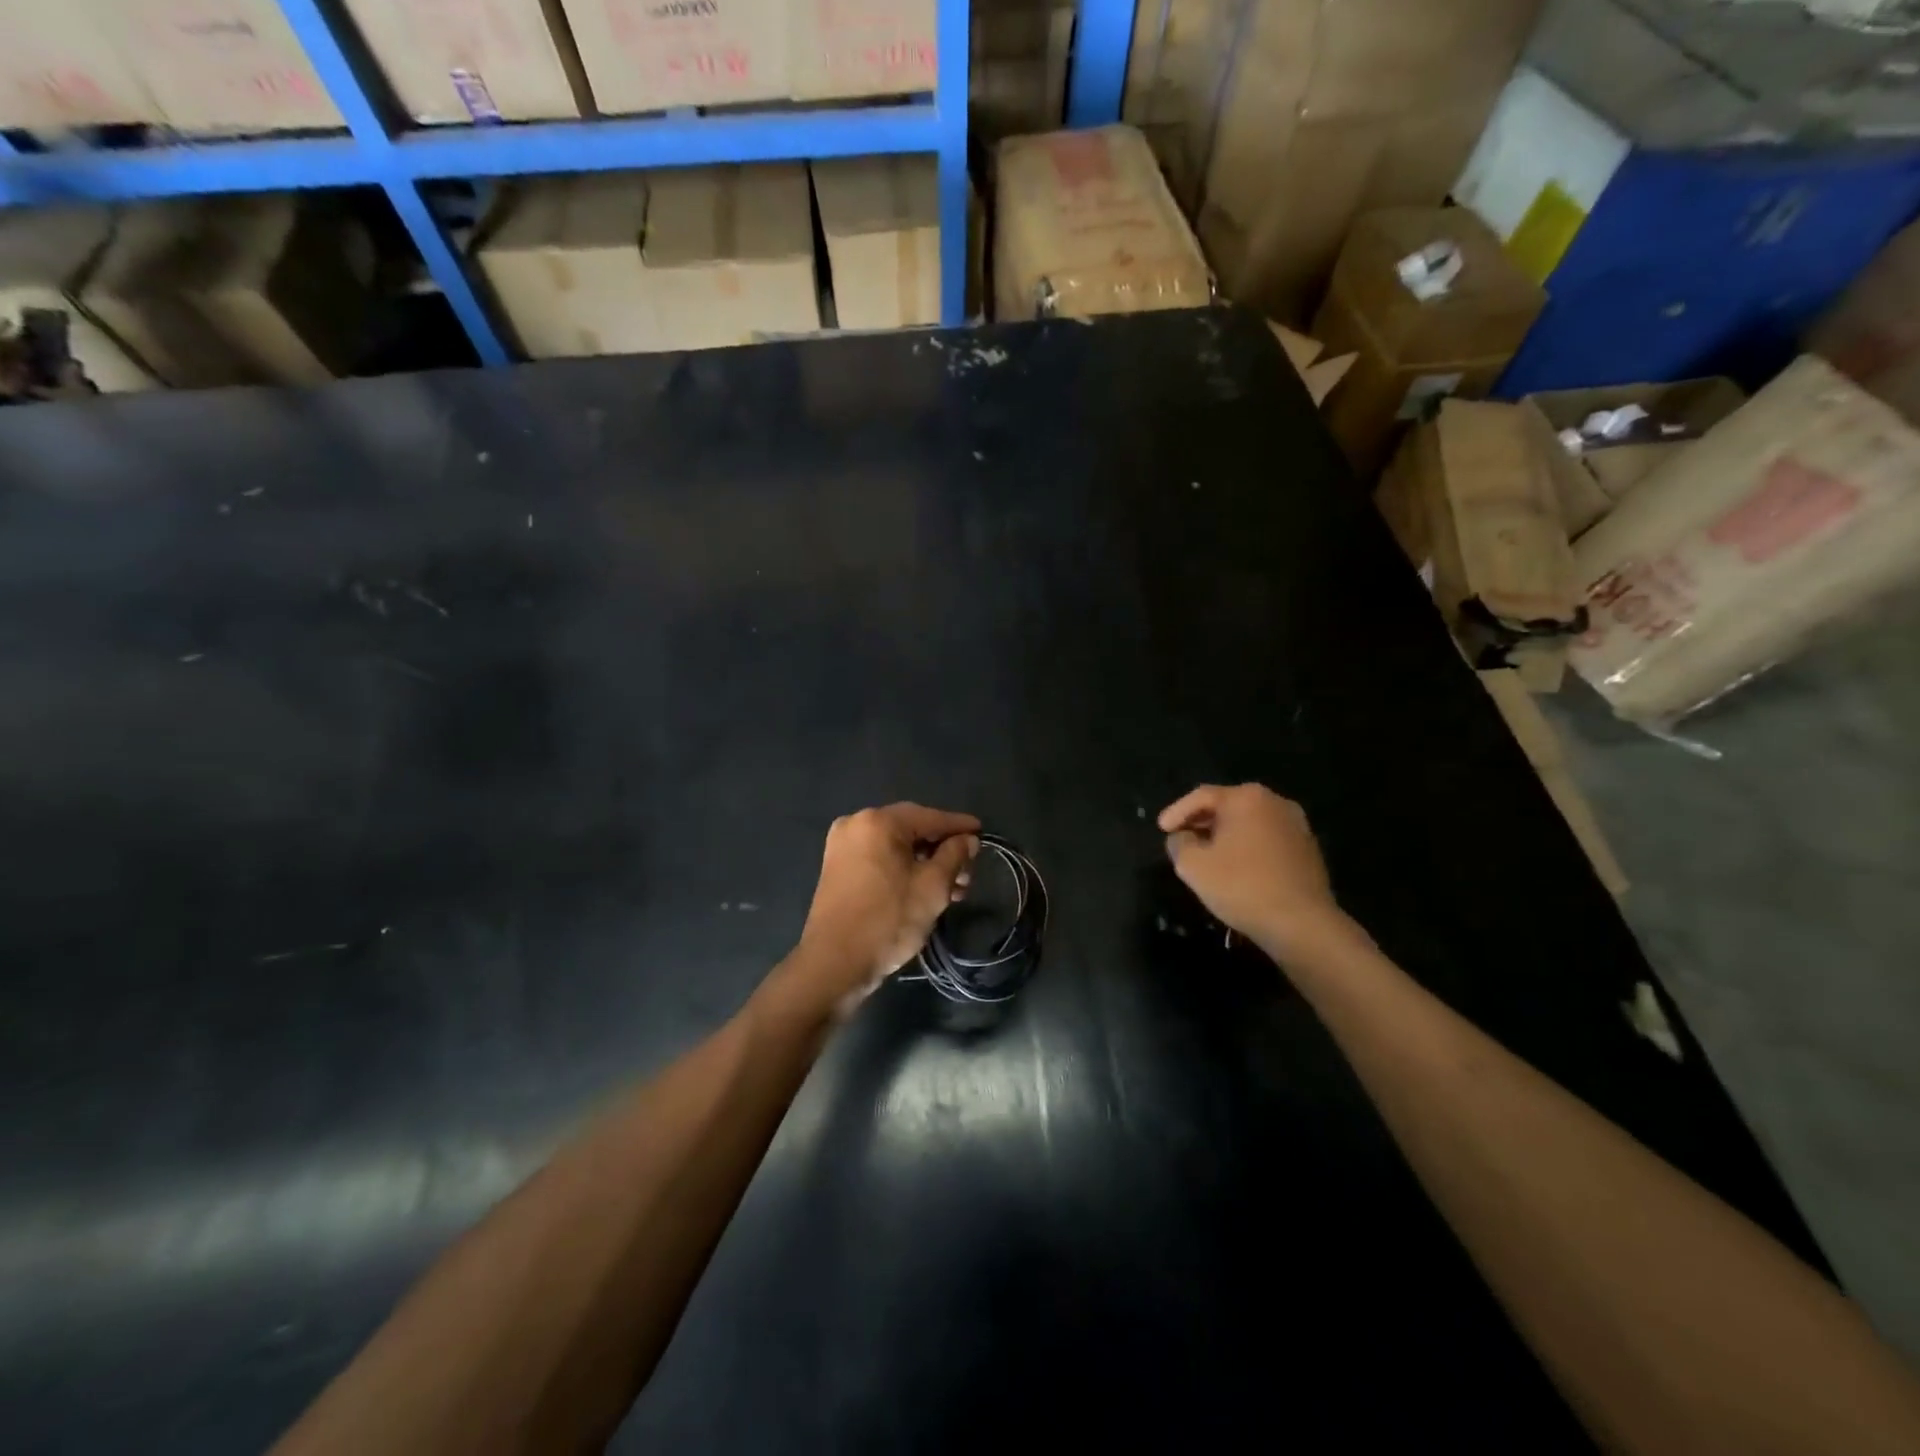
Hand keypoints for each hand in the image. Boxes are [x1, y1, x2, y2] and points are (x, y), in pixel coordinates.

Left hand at [792, 803, 979, 1014]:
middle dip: (943, 850)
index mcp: (878, 821)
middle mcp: (856, 824)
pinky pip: (879, 858)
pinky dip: (903, 868)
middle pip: (912, 830)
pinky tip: (925, 888)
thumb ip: (954, 855)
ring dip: (925, 863)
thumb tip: (967, 839)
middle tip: (969, 872)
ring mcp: (842, 846)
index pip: (930, 817)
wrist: (834, 964)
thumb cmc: (888, 920)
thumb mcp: (933, 886)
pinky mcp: (837, 868)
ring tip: (953, 889)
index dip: (959, 826)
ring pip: (896, 847)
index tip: (983, 832)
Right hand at [1158, 784, 1347, 960]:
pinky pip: (1267, 839)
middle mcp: (1275, 802)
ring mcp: (1297, 824)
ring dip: (1226, 836)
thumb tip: (1182, 837)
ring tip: (1208, 855)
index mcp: (1246, 797)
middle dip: (1201, 822)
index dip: (1177, 812)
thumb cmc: (1242, 886)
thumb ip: (1179, 843)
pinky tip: (1237, 868)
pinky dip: (1247, 848)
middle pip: (1227, 806)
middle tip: (1182, 840)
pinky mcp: (1308, 848)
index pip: (1201, 796)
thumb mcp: (1192, 865)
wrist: (1302, 923)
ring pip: (1249, 823)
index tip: (1161, 829)